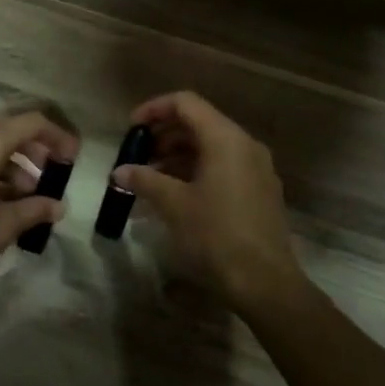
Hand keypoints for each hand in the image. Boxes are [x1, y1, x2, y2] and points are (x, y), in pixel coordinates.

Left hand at [0, 111, 78, 304]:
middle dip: (35, 146)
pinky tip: (0, 197)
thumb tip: (58, 206)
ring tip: (29, 193)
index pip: (29, 123)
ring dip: (12, 160)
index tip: (73, 156)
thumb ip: (34, 210)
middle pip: (7, 128)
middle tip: (55, 170)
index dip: (56, 135)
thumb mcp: (3, 227)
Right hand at [114, 91, 304, 310]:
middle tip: (136, 156)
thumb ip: (145, 180)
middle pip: (199, 123)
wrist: (264, 282)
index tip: (130, 129)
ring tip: (149, 178)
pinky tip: (175, 195)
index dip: (154, 109)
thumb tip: (120, 171)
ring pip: (211, 147)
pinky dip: (196, 171)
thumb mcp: (174, 204)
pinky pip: (224, 167)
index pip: (186, 103)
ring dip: (177, 156)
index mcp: (226, 139)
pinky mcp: (260, 192)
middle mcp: (245, 145)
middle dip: (163, 136)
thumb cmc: (216, 235)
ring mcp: (257, 169)